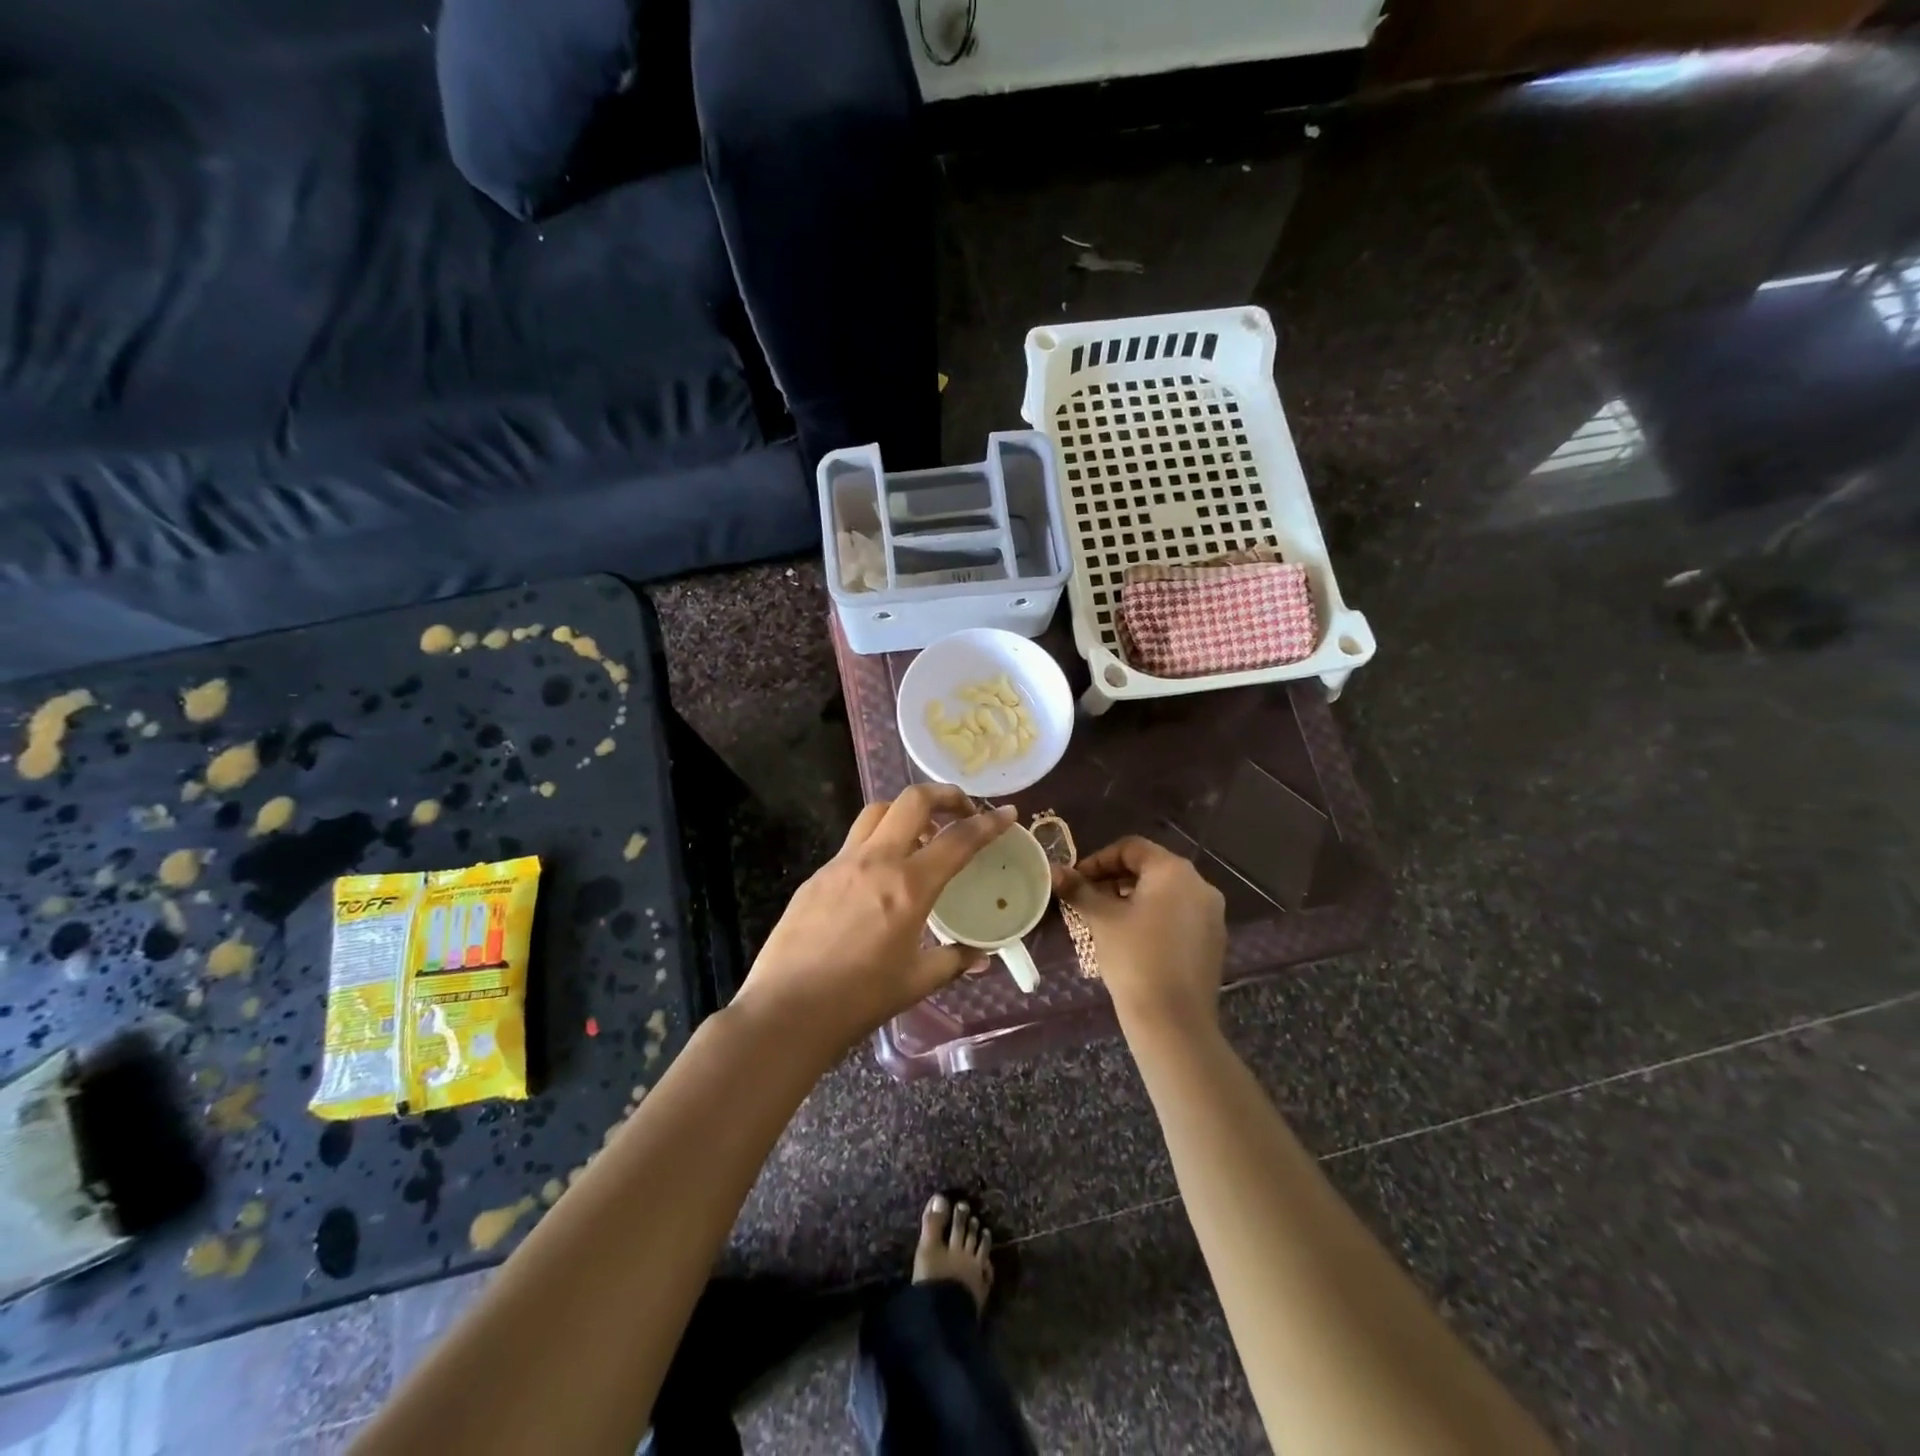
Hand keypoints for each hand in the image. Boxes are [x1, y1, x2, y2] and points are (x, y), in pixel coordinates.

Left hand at [736, 786, 1016, 1051]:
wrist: (786, 1011)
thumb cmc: (859, 999)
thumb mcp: (916, 982)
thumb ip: (953, 960)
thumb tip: (980, 956)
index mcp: (908, 886)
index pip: (958, 840)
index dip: (989, 823)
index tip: (1008, 813)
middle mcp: (875, 861)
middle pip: (912, 800)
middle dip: (944, 794)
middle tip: (962, 810)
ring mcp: (841, 864)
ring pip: (877, 813)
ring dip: (905, 811)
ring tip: (921, 836)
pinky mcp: (816, 876)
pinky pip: (852, 843)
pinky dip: (876, 843)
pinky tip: (879, 875)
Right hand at [1053, 836, 1225, 1035]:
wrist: (1174, 1021)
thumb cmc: (1134, 958)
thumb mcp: (1101, 919)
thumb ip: (1079, 890)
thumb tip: (1055, 871)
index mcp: (1174, 870)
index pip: (1131, 848)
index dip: (1099, 860)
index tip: (1077, 880)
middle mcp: (1200, 884)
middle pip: (1150, 868)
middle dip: (1114, 880)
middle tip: (1087, 899)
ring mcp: (1211, 914)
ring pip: (1165, 893)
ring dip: (1133, 898)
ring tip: (1106, 920)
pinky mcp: (1214, 941)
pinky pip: (1179, 916)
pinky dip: (1154, 917)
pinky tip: (1133, 940)